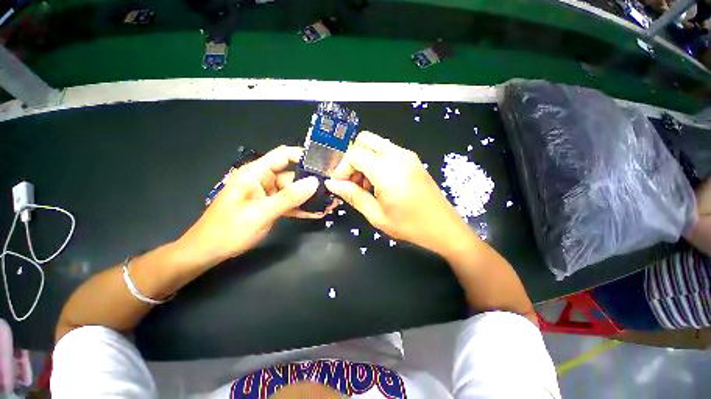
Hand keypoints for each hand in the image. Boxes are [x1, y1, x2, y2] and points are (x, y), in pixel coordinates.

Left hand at [179, 146, 322, 266]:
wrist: (209, 252)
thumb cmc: (229, 229)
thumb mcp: (261, 213)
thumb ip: (289, 197)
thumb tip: (314, 183)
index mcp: (256, 173)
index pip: (283, 155)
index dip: (303, 156)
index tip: (324, 164)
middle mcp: (263, 180)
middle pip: (292, 175)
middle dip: (312, 183)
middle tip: (332, 190)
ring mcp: (268, 194)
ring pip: (293, 191)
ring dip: (309, 198)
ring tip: (329, 203)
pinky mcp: (270, 206)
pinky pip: (289, 204)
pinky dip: (301, 208)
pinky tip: (316, 213)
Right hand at [325, 132, 471, 255]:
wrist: (444, 228)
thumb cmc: (409, 226)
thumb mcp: (376, 215)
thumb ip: (353, 196)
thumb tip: (332, 184)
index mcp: (388, 171)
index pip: (355, 154)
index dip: (342, 168)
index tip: (340, 185)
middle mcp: (398, 156)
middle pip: (365, 141)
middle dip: (353, 159)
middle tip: (353, 182)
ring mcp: (408, 155)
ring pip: (376, 145)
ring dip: (365, 160)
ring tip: (366, 186)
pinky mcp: (412, 160)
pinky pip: (387, 151)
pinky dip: (376, 162)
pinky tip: (379, 183)